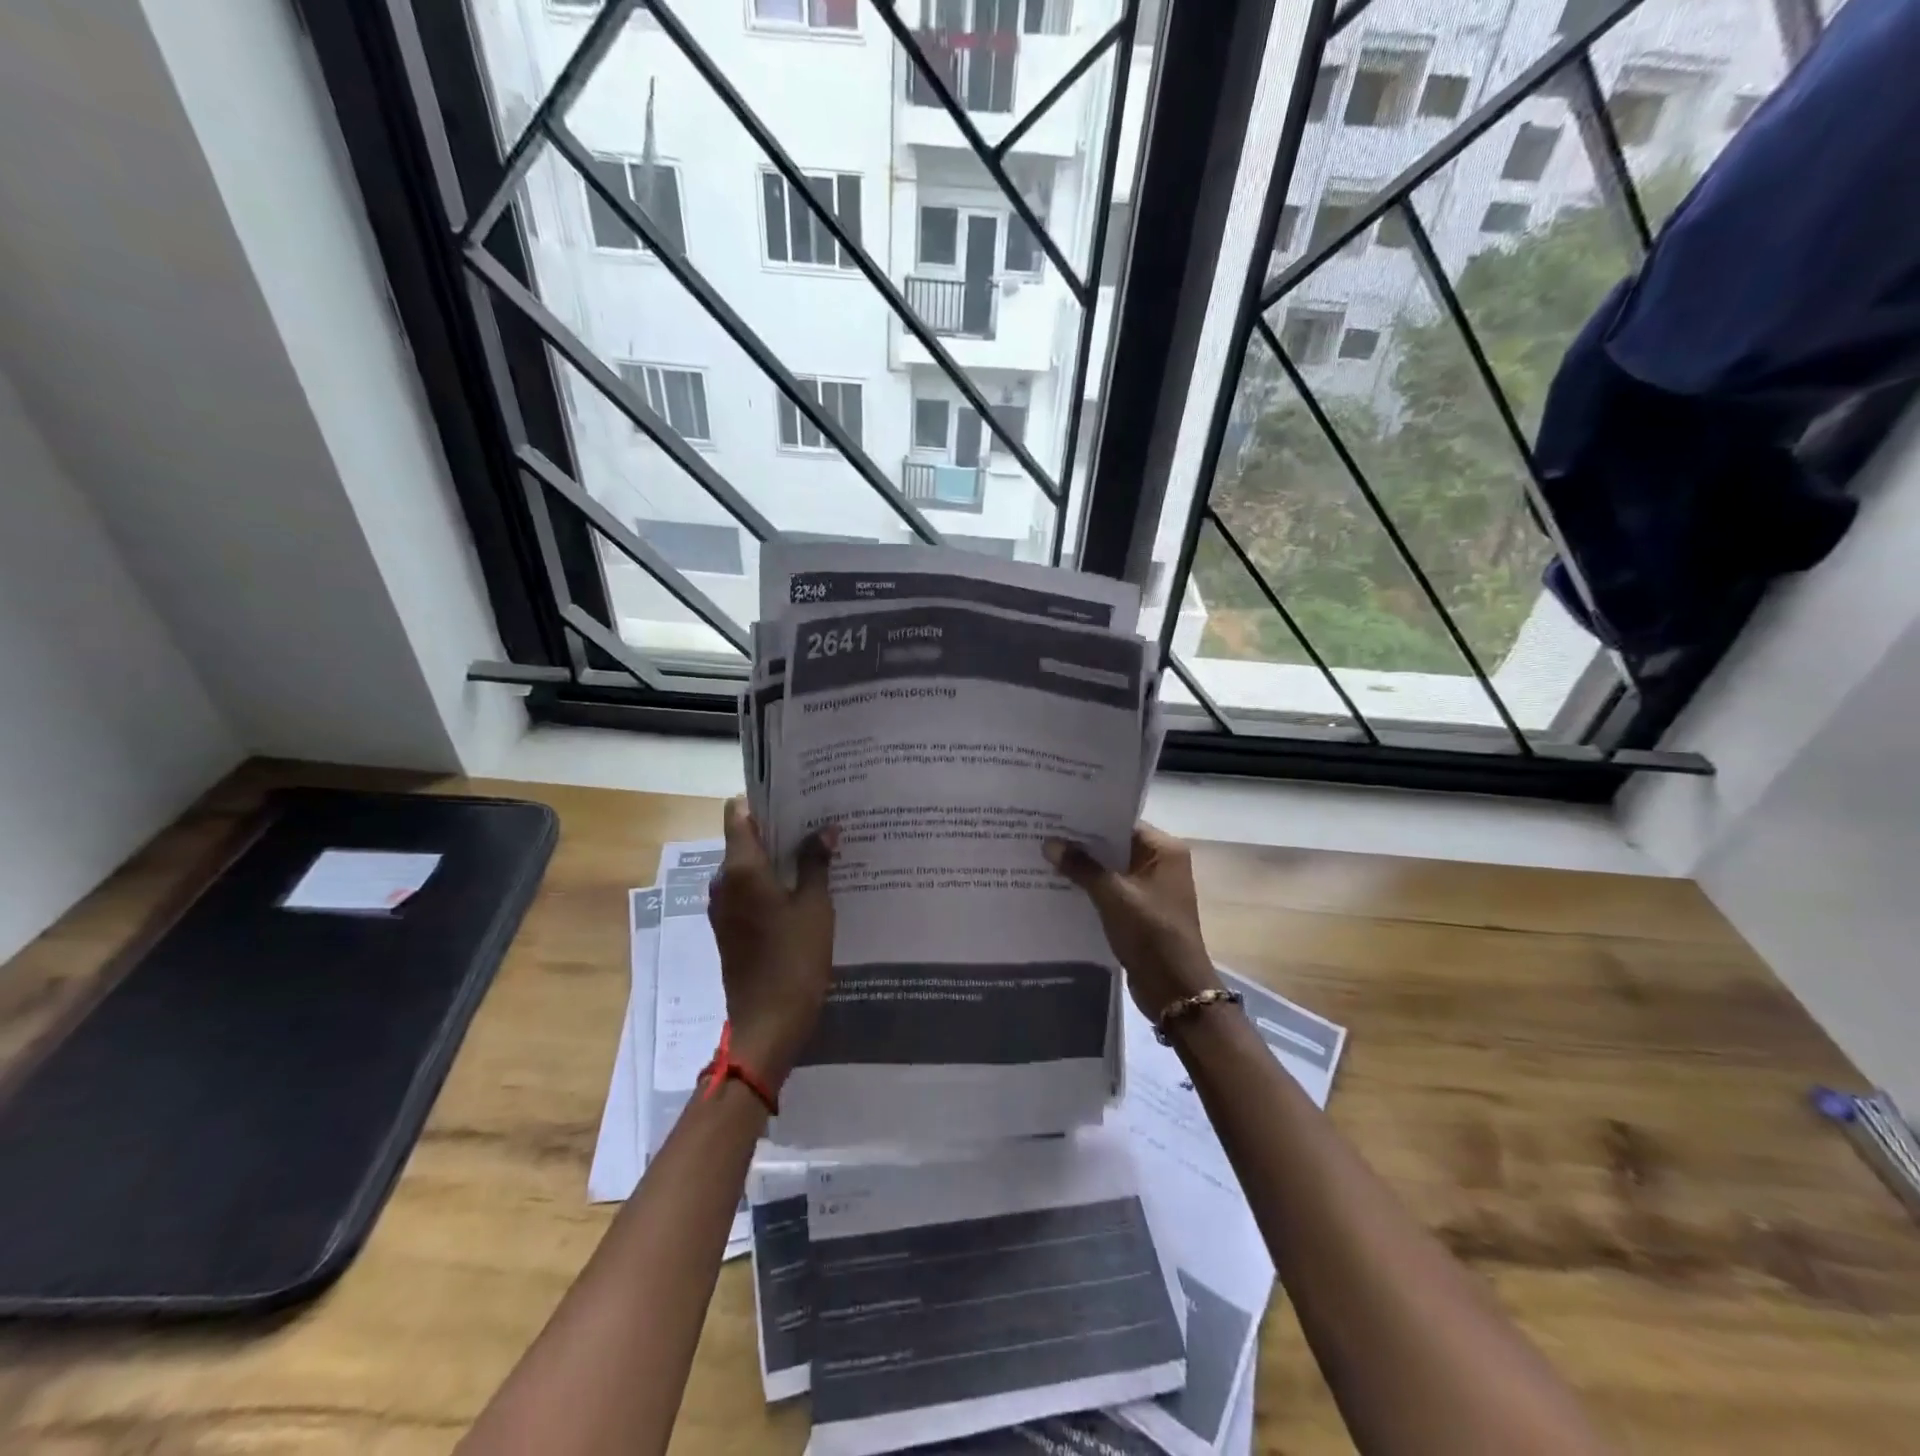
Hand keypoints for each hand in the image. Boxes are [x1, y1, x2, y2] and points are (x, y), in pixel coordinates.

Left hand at [707, 797, 837, 1089]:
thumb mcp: (815, 906)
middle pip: (745, 838)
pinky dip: (771, 882)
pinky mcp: (729, 929)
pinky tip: (804, 887)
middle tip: (818, 820)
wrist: (767, 1023)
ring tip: (817, 851)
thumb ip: (817, 862)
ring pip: (748, 866)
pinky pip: (748, 891)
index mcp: (740, 869)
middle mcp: (723, 882)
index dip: (763, 799)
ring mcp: (723, 907)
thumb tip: (825, 829)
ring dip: (777, 857)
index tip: (796, 794)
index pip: (738, 813)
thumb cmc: (794, 959)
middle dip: (778, 827)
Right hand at [1044, 824, 1220, 1019]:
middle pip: (1115, 845)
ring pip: (1111, 869)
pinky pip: (1111, 890)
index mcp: (1164, 850)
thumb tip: (1050, 843)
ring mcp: (1151, 889)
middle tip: (1043, 834)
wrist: (1174, 989)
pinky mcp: (1140, 911)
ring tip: (1044, 857)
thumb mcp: (1112, 895)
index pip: (1122, 822)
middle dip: (1082, 844)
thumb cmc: (1150, 932)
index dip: (1089, 820)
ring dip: (1084, 867)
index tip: (1056, 816)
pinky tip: (1059, 886)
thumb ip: (1081, 867)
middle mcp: (1161, 864)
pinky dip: (1090, 888)